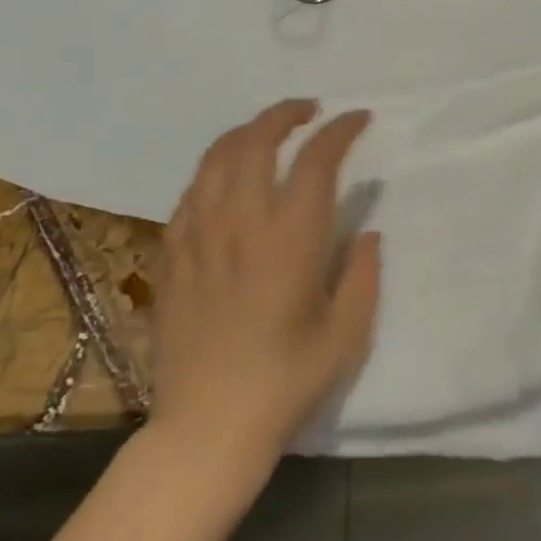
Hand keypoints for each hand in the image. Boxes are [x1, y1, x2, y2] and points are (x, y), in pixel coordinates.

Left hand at [148, 100, 379, 469]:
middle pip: (256, 141)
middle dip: (285, 114)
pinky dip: (214, 170)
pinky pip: (190, 192)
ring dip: (246, 133)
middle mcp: (240, 224)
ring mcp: (198, 236)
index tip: (358, 119)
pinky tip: (227, 180)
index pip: (316, 161)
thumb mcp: (347, 335)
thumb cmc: (286, 384)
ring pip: (216, 158)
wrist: (207, 428)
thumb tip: (368, 233)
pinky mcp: (171, 255)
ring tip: (268, 133)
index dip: (340, 131)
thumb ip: (363, 275)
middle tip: (309, 112)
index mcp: (290, 241)